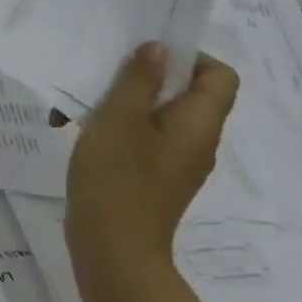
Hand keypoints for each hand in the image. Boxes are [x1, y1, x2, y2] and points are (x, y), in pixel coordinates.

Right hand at [61, 43, 238, 278]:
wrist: (112, 251)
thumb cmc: (118, 177)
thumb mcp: (120, 117)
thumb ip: (140, 79)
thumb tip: (160, 50)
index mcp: (199, 123)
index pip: (221, 76)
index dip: (191, 57)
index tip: (148, 56)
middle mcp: (197, 141)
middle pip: (187, 92)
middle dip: (145, 76)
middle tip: (107, 74)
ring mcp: (176, 162)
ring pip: (159, 114)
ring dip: (123, 101)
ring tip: (81, 104)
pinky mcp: (155, 177)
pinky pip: (146, 138)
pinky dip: (118, 126)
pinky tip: (80, 130)